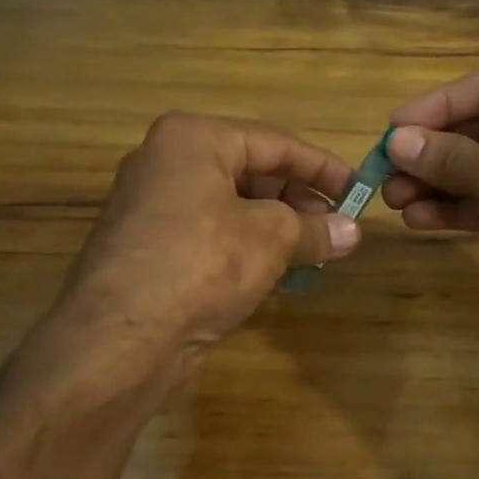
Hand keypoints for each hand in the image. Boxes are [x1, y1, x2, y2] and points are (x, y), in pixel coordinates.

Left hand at [57, 112, 360, 364]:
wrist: (120, 339)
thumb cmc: (202, 264)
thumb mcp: (272, 238)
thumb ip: (316, 229)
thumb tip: (352, 232)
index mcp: (192, 139)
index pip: (275, 142)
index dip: (323, 167)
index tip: (359, 190)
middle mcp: (167, 163)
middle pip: (251, 172)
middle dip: (299, 200)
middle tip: (338, 227)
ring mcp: (154, 208)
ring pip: (232, 207)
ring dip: (278, 228)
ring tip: (316, 251)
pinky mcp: (151, 249)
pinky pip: (213, 235)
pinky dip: (248, 248)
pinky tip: (279, 273)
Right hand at [380, 66, 478, 341]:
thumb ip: (450, 157)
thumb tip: (396, 141)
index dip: (435, 106)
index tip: (393, 130)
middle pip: (476, 129)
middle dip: (431, 152)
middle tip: (385, 173)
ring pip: (477, 169)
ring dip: (436, 183)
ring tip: (393, 201)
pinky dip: (455, 208)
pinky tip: (419, 219)